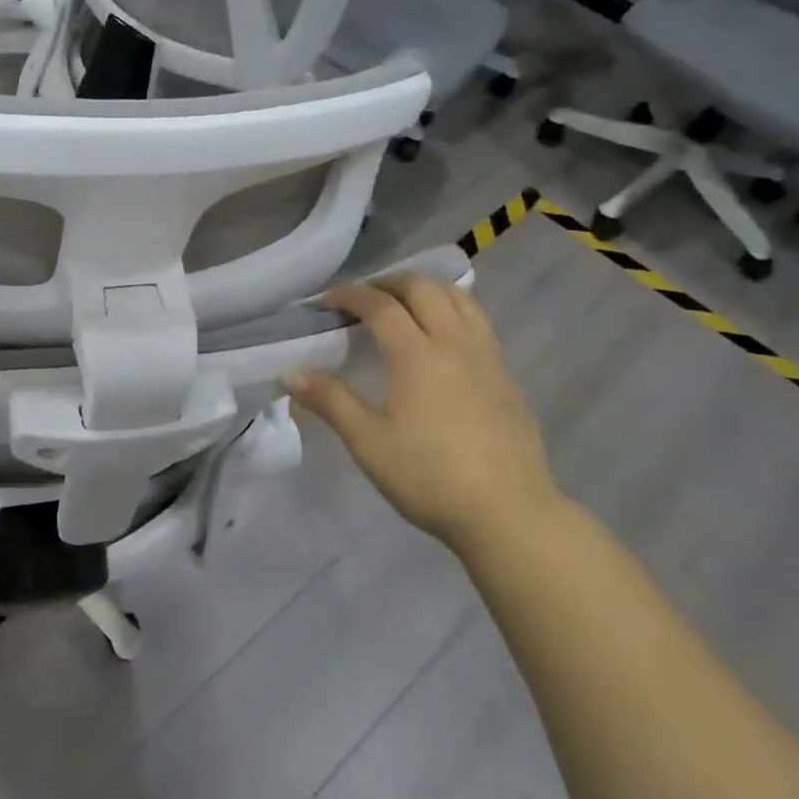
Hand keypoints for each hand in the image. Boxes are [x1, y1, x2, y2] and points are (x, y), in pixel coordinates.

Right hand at [284, 273, 562, 555]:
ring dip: (426, 291)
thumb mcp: (368, 442)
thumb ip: (329, 401)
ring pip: (460, 299)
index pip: (380, 304)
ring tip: (404, 306)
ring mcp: (488, 359)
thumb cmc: (429, 477)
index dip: (350, 295)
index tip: (326, 302)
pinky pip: (479, 323)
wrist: (510, 515)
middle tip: (362, 299)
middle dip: (388, 283)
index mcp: (417, 354)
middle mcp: (456, 344)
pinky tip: (441, 342)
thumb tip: (288, 373)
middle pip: (424, 289)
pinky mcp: (507, 378)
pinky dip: (453, 312)